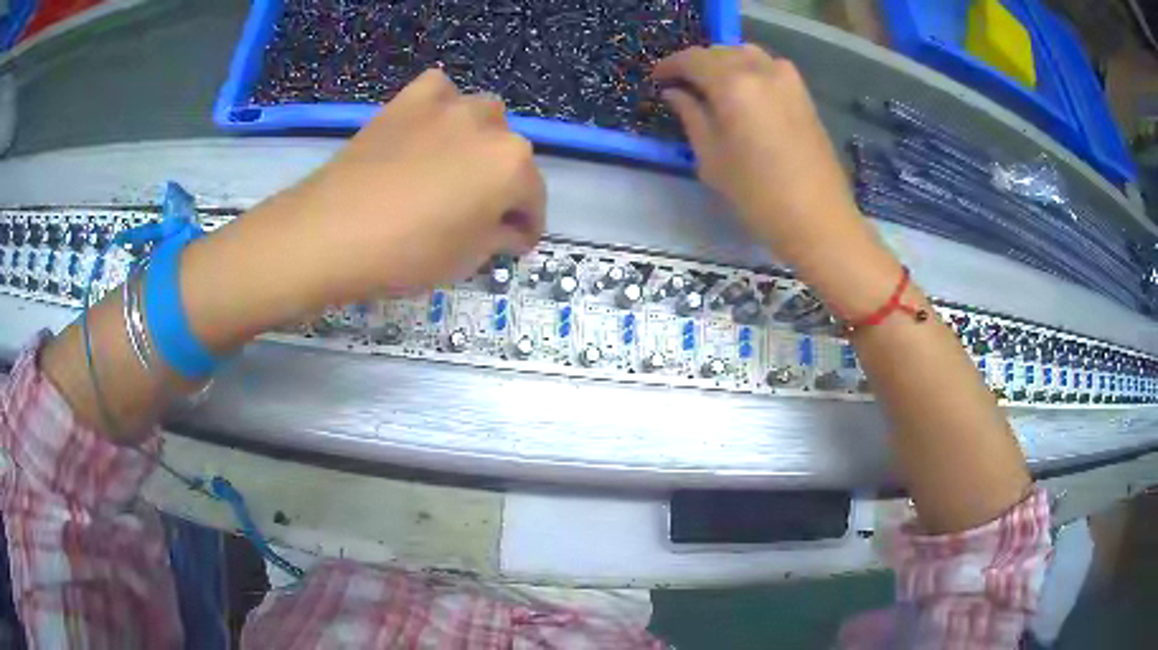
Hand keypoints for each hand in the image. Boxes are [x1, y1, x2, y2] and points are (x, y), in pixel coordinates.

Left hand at [269, 69, 545, 302]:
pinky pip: (440, 93)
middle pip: (511, 153)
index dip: (527, 226)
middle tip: (480, 212)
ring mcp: (447, 105)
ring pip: (482, 116)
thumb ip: (499, 238)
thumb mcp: (465, 260)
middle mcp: (489, 125)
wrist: (330, 232)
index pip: (534, 198)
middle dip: (503, 183)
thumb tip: (510, 231)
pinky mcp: (409, 99)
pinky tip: (429, 131)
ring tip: (455, 167)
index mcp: (511, 165)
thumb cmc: (405, 254)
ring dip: (479, 141)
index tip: (516, 244)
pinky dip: (442, 109)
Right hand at [653, 45, 861, 265]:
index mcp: (733, 84)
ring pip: (747, 54)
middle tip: (683, 85)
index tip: (657, 79)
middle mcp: (761, 70)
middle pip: (721, 52)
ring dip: (725, 62)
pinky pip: (769, 67)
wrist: (818, 219)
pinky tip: (744, 93)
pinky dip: (750, 70)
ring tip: (713, 86)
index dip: (671, 65)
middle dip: (698, 63)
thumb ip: (691, 116)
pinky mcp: (804, 94)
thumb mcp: (711, 158)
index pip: (693, 59)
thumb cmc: (758, 195)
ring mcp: (788, 80)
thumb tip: (676, 93)